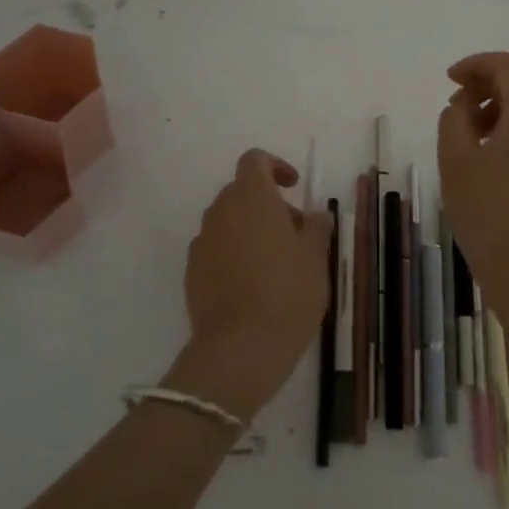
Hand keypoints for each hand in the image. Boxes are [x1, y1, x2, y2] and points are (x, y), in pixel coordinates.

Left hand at [166, 148, 333, 422]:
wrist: (240, 348)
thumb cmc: (287, 293)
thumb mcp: (315, 258)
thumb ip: (316, 227)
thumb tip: (315, 215)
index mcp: (252, 198)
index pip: (254, 161)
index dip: (275, 167)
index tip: (294, 187)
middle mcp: (221, 211)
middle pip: (241, 192)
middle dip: (267, 204)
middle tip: (295, 234)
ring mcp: (202, 242)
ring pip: (227, 222)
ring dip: (249, 230)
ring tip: (276, 265)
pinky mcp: (191, 272)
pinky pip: (215, 250)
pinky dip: (233, 255)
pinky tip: (252, 286)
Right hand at [436, 52, 508, 335]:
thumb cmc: (488, 212)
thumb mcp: (455, 160)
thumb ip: (454, 118)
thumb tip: (463, 105)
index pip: (507, 66)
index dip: (475, 64)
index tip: (448, 80)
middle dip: (485, 85)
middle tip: (454, 105)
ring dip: (497, 107)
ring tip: (467, 133)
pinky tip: (488, 155)